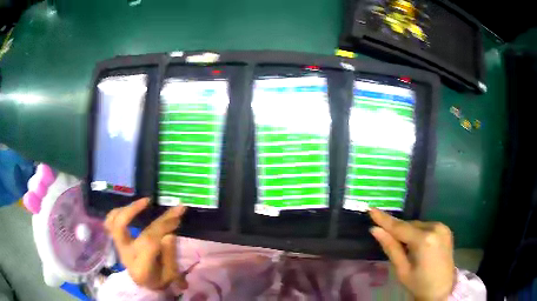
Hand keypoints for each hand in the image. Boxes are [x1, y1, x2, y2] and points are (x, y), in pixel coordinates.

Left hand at [104, 198, 187, 290]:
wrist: (145, 285)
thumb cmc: (160, 280)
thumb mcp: (171, 275)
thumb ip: (170, 256)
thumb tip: (169, 234)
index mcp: (140, 268)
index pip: (148, 241)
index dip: (163, 225)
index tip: (177, 214)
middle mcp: (125, 255)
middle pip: (121, 227)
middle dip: (134, 210)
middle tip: (149, 200)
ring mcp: (119, 247)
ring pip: (111, 222)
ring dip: (123, 208)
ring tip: (140, 202)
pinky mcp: (117, 242)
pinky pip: (110, 223)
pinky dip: (117, 212)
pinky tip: (130, 208)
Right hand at [369, 208, 454, 300]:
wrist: (441, 290)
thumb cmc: (419, 284)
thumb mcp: (402, 269)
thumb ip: (390, 247)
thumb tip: (375, 230)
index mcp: (424, 240)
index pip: (400, 227)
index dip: (384, 219)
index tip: (371, 209)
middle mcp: (436, 228)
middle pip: (410, 225)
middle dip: (398, 230)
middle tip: (386, 238)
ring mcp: (443, 227)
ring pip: (418, 225)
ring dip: (408, 232)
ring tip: (404, 247)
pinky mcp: (446, 230)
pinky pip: (427, 227)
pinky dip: (418, 233)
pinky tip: (416, 245)